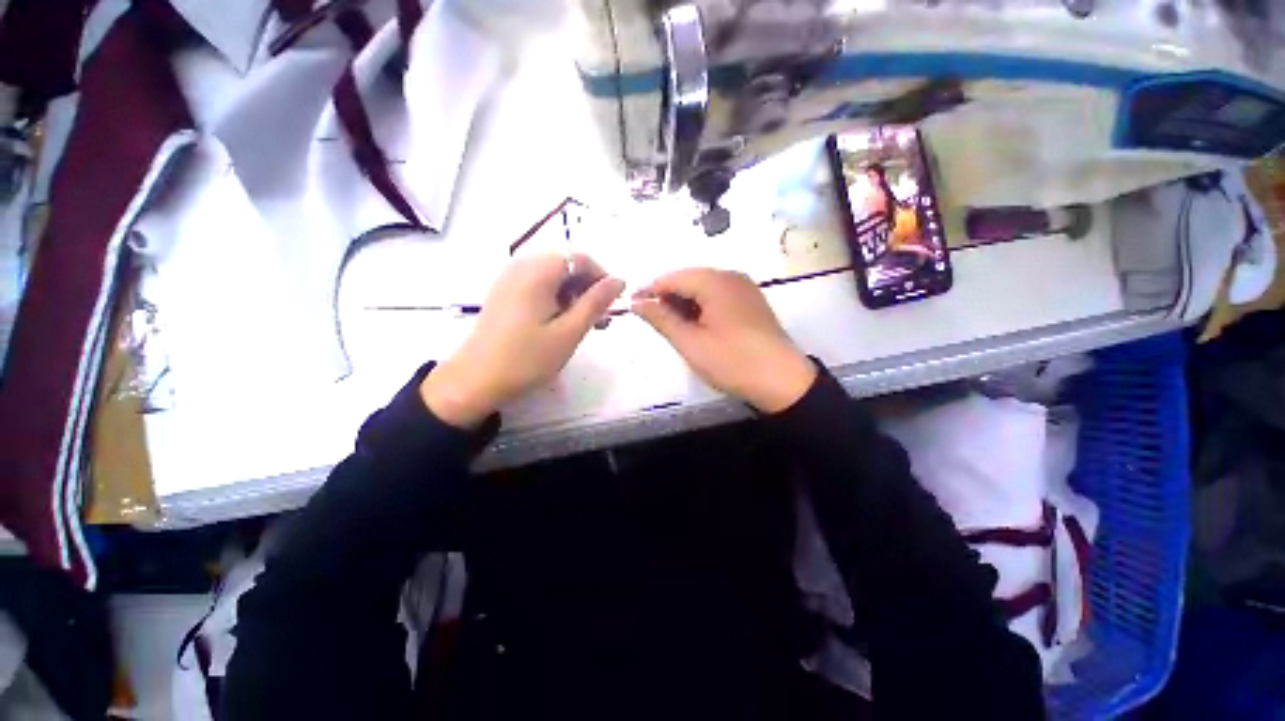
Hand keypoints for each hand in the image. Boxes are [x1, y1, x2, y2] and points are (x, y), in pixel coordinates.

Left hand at [421, 253, 623, 426]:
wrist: (475, 381)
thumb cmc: (526, 358)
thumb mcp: (569, 332)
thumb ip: (596, 303)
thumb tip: (619, 281)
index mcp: (537, 272)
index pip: (579, 258)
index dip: (601, 276)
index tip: (613, 303)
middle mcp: (521, 267)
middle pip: (566, 266)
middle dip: (588, 288)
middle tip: (601, 319)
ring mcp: (510, 280)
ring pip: (554, 277)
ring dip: (575, 296)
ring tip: (585, 325)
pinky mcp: (505, 294)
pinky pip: (539, 287)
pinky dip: (557, 300)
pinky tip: (562, 324)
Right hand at [632, 269, 816, 412]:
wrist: (782, 381)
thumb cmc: (732, 362)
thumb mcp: (690, 343)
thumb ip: (661, 319)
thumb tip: (637, 303)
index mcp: (715, 282)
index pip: (672, 278)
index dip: (650, 291)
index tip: (632, 306)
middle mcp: (731, 276)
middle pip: (688, 279)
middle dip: (667, 298)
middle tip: (652, 321)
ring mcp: (744, 288)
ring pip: (703, 288)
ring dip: (684, 303)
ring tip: (672, 326)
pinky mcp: (751, 301)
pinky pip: (718, 296)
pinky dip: (701, 307)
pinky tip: (695, 325)